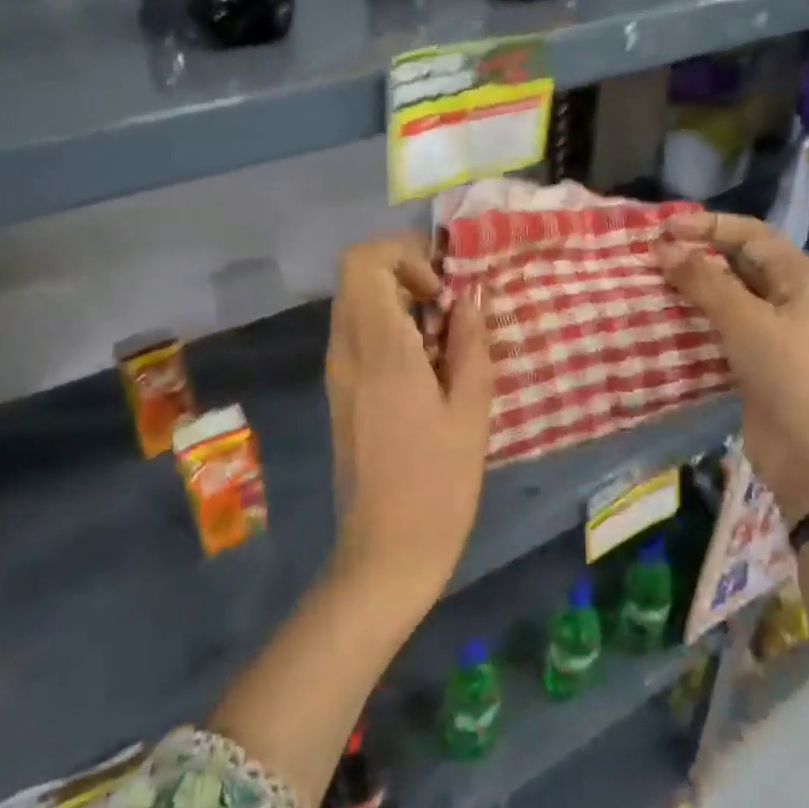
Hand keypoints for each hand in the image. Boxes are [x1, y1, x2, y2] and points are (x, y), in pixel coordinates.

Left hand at [325, 234, 492, 602]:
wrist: (385, 552)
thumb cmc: (438, 485)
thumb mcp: (471, 412)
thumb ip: (470, 345)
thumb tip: (468, 299)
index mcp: (378, 350)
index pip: (362, 261)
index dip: (402, 255)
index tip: (440, 290)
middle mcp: (346, 352)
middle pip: (356, 277)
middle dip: (404, 274)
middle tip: (448, 309)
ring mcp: (337, 374)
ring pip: (356, 305)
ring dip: (398, 304)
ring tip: (444, 342)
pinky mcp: (340, 394)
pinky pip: (358, 337)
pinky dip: (389, 331)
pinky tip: (426, 371)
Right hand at [655, 214, 808, 522]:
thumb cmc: (788, 375)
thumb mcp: (745, 320)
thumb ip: (703, 281)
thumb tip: (662, 247)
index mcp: (797, 277)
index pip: (750, 234)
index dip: (708, 226)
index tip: (663, 229)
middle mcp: (785, 298)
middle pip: (737, 263)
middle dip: (696, 255)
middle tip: (650, 255)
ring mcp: (769, 332)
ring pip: (724, 297)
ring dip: (690, 289)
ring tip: (649, 283)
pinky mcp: (752, 362)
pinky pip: (718, 330)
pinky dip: (692, 322)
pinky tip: (663, 321)